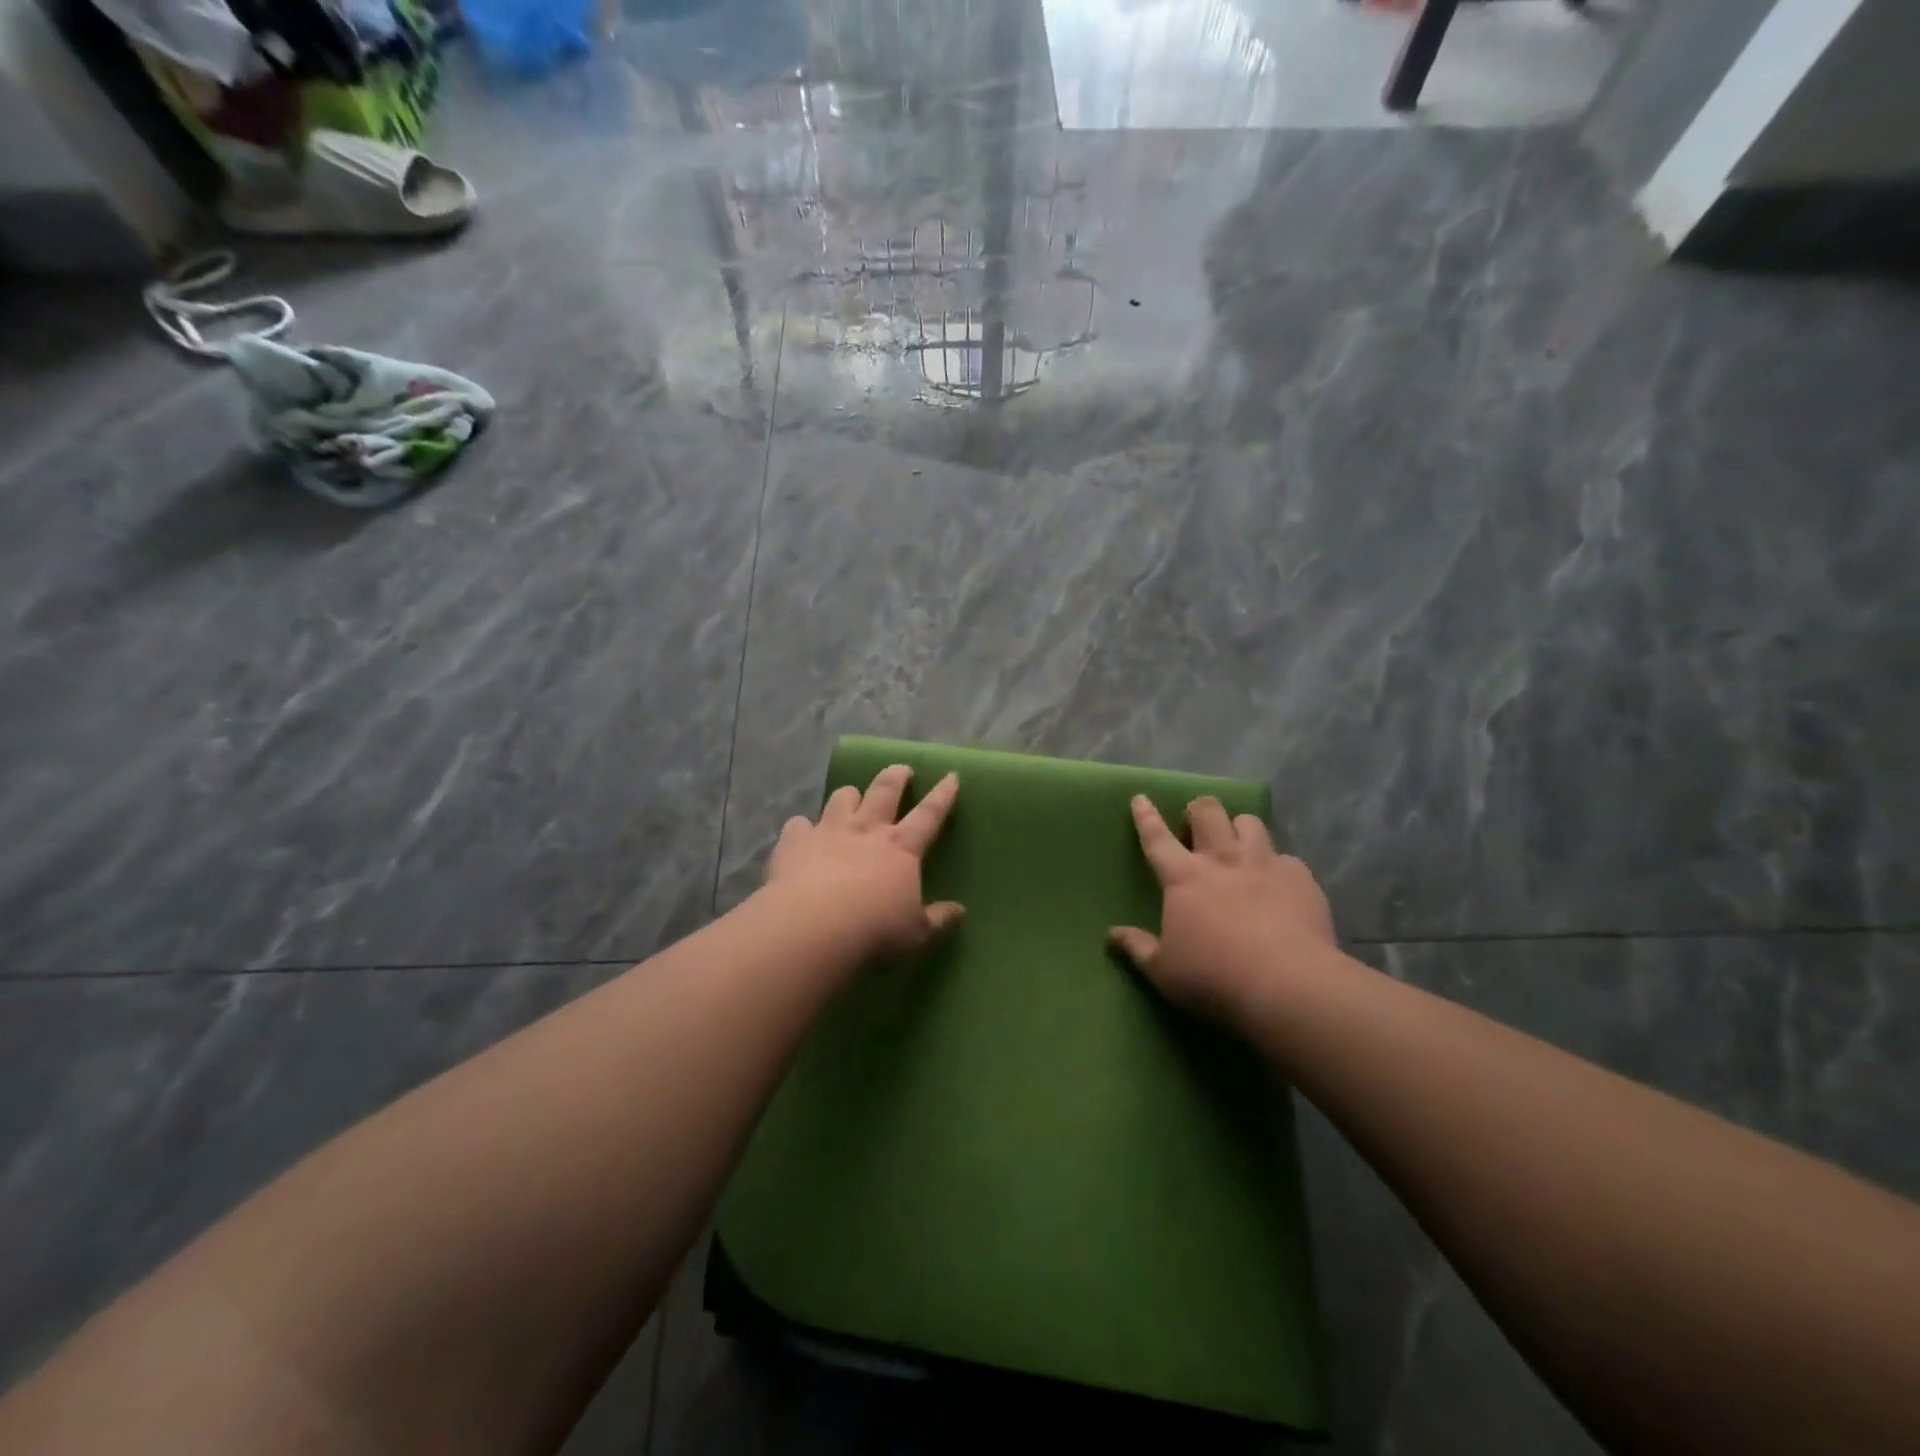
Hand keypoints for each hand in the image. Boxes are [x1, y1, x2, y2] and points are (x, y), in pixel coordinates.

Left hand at [766, 765, 963, 960]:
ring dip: (849, 795)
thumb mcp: (916, 934)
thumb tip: (959, 911)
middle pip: (885, 791)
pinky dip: (802, 827)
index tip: (950, 776)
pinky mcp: (795, 842)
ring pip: (842, 798)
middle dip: (896, 777)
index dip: (942, 795)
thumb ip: (937, 920)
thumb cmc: (874, 931)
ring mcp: (828, 831)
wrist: (812, 927)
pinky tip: (801, 834)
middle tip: (902, 769)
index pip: (929, 814)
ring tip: (851, 797)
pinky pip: (798, 824)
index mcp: (901, 848)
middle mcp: (867, 830)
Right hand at [1108, 795, 1335, 1026]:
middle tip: (1196, 826)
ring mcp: (1265, 865)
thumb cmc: (1214, 977)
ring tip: (1238, 847)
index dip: (1146, 816)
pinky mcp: (1301, 879)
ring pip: (1250, 822)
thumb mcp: (1163, 971)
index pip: (1157, 838)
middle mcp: (1223, 860)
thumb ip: (1137, 948)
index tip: (1141, 798)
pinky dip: (1278, 866)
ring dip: (1239, 829)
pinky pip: (1287, 858)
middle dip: (1198, 810)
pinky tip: (1279, 885)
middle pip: (1207, 812)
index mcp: (1184, 878)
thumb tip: (1112, 935)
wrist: (1289, 986)